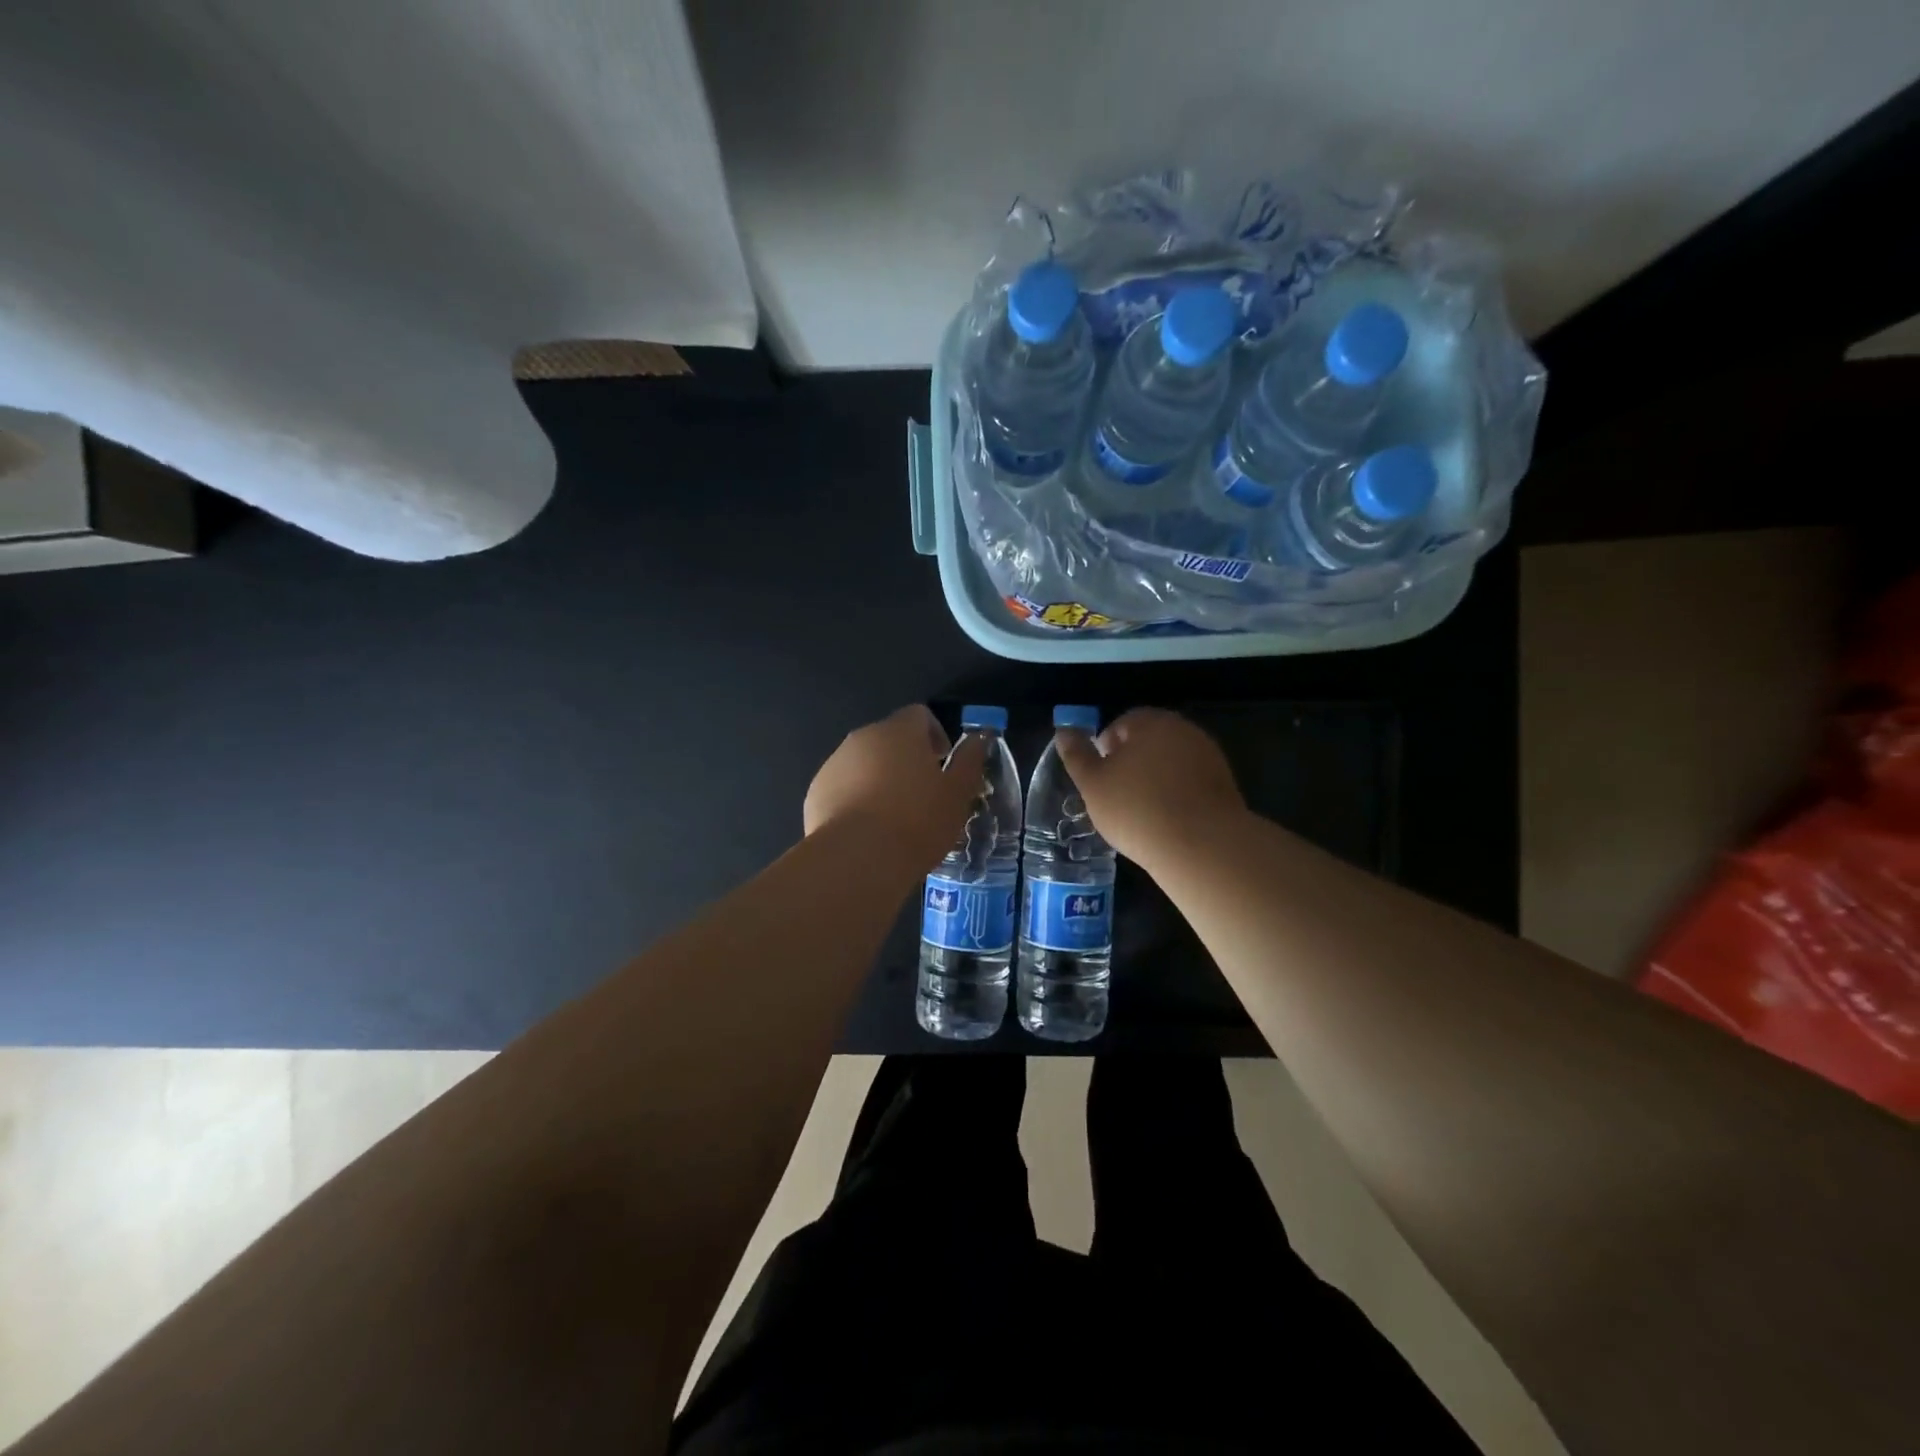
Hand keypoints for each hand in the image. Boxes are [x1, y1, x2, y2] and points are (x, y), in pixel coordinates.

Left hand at [804, 705, 988, 866]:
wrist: (857, 859)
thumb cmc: (917, 821)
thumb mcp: (958, 793)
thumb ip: (970, 760)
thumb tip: (979, 737)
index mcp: (899, 731)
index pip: (919, 715)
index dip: (935, 736)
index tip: (944, 766)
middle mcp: (862, 738)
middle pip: (889, 739)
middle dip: (907, 760)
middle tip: (923, 795)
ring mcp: (834, 764)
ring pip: (864, 764)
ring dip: (880, 780)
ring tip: (895, 819)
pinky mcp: (815, 793)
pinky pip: (843, 788)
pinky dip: (856, 800)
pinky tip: (868, 832)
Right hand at [1055, 708, 1245, 868]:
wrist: (1201, 845)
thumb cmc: (1136, 809)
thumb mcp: (1093, 784)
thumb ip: (1076, 755)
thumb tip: (1063, 731)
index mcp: (1150, 722)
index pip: (1121, 724)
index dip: (1105, 749)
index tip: (1099, 778)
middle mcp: (1183, 730)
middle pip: (1149, 740)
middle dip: (1132, 762)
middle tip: (1117, 794)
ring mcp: (1208, 755)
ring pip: (1171, 761)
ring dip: (1156, 777)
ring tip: (1142, 810)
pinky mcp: (1225, 783)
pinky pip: (1191, 781)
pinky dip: (1177, 793)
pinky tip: (1168, 819)